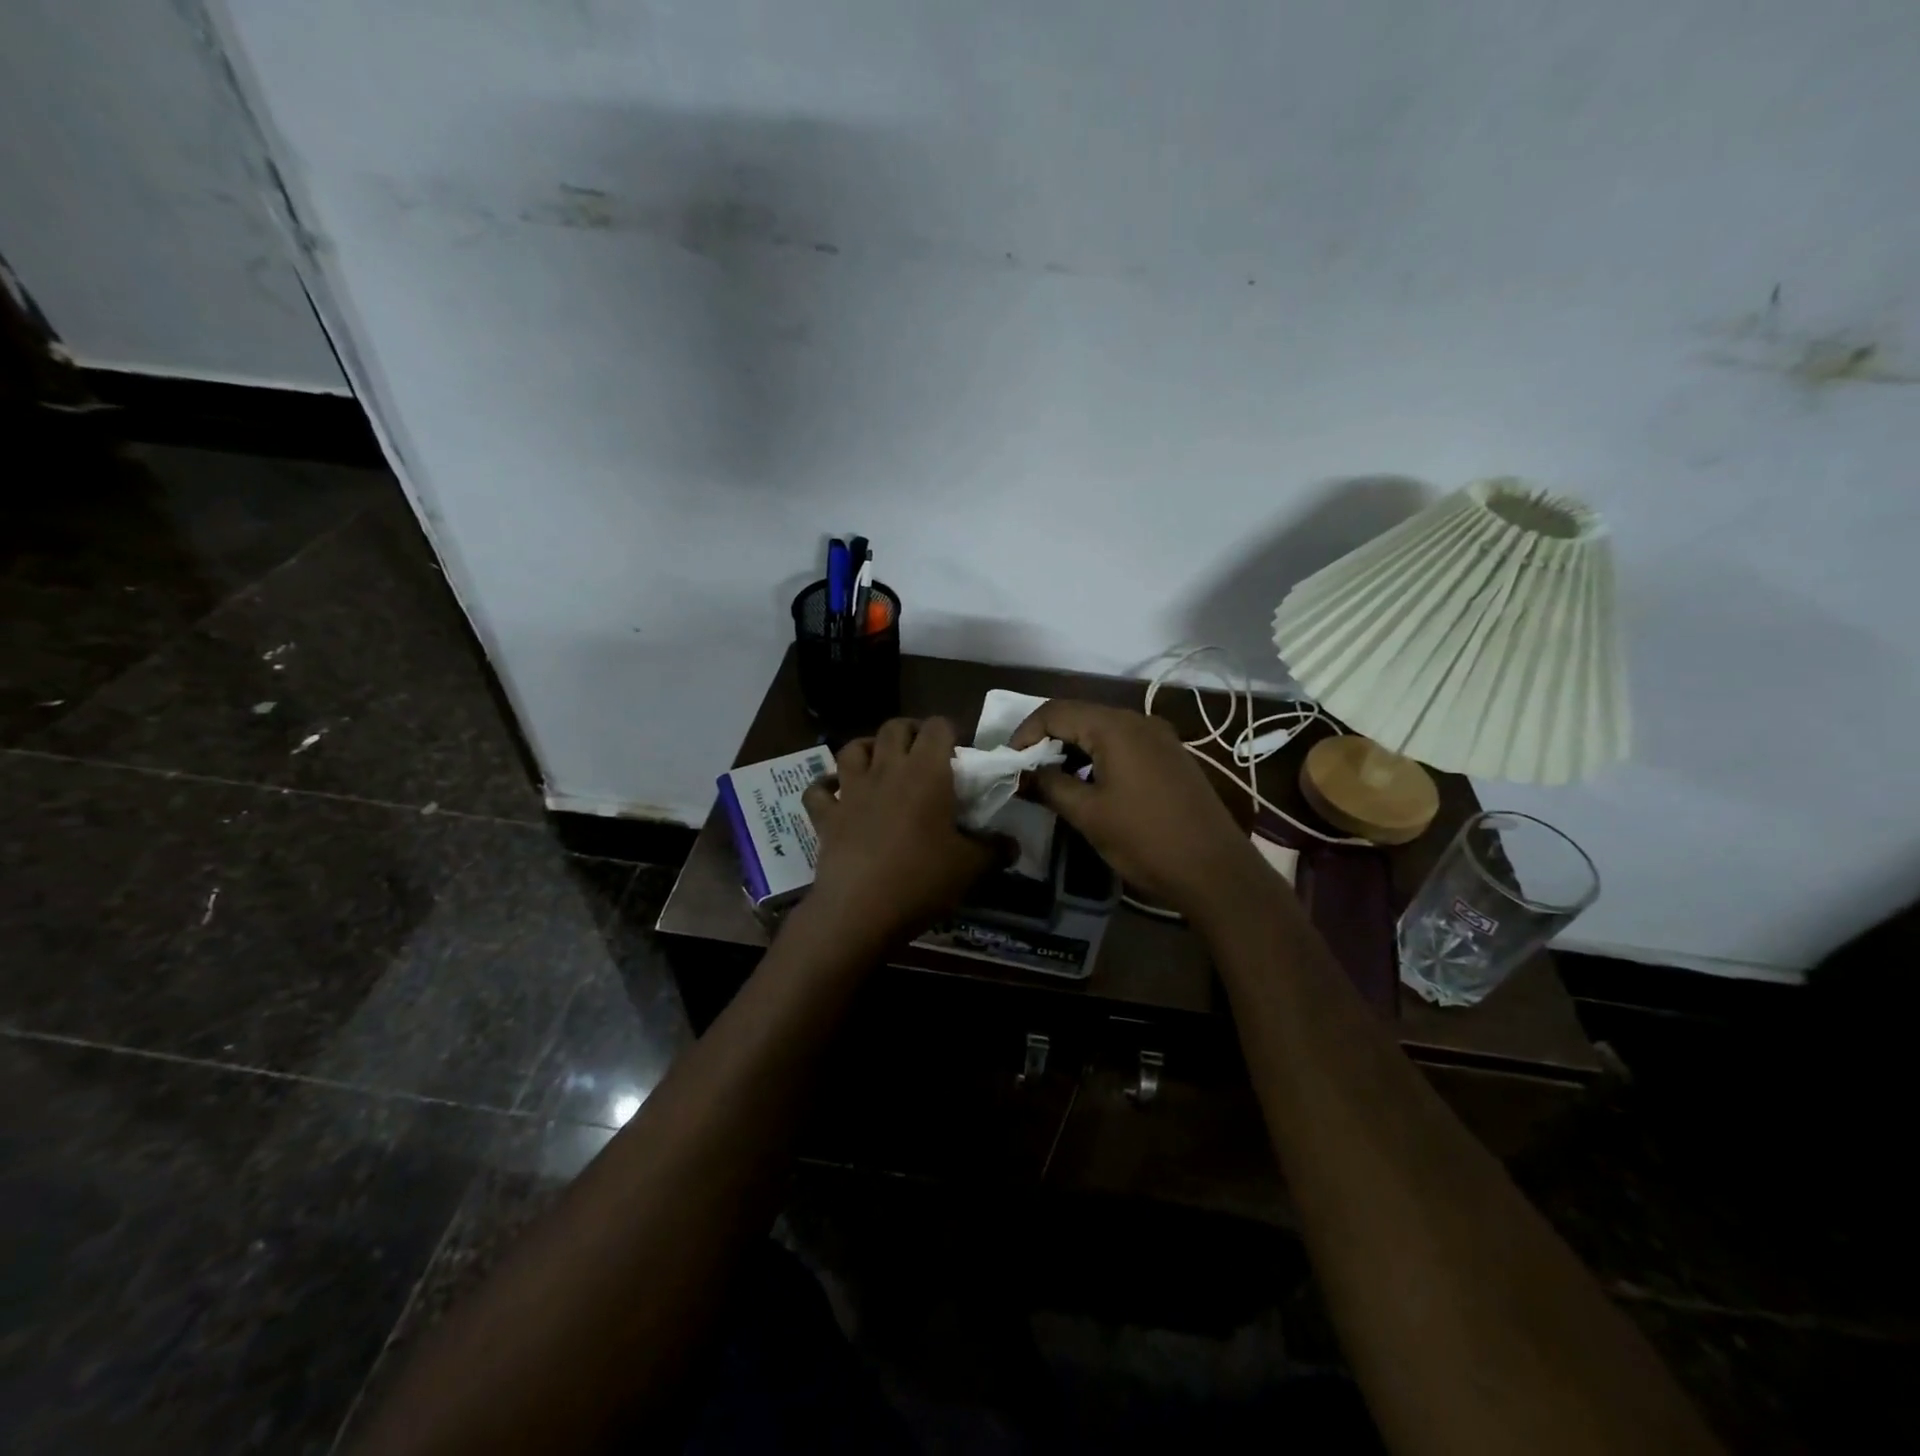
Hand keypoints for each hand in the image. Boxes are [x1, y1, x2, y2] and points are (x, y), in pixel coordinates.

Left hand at [801, 717, 1000, 947]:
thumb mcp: (971, 867)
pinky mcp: (826, 815)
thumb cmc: (921, 879)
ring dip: (868, 748)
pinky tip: (834, 791)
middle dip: (911, 732)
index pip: (938, 727)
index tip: (958, 754)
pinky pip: (818, 790)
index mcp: (927, 772)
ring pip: (853, 747)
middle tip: (923, 754)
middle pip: (895, 727)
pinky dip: (825, 786)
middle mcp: (887, 769)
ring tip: (880, 763)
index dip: (949, 732)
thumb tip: (1013, 844)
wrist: (860, 910)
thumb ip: (995, 849)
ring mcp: (851, 790)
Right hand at [1011, 700, 1270, 925]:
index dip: (1025, 733)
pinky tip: (1089, 786)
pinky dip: (1097, 758)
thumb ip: (1050, 786)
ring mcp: (1159, 738)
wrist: (1216, 870)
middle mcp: (1138, 721)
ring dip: (1072, 750)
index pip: (1056, 712)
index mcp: (1115, 728)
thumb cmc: (1145, 840)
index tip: (1008, 763)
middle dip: (1047, 741)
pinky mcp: (1171, 757)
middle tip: (1026, 773)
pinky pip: (1123, 745)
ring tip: (1052, 782)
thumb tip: (1023, 774)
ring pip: (1102, 731)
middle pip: (1079, 716)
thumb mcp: (1088, 814)